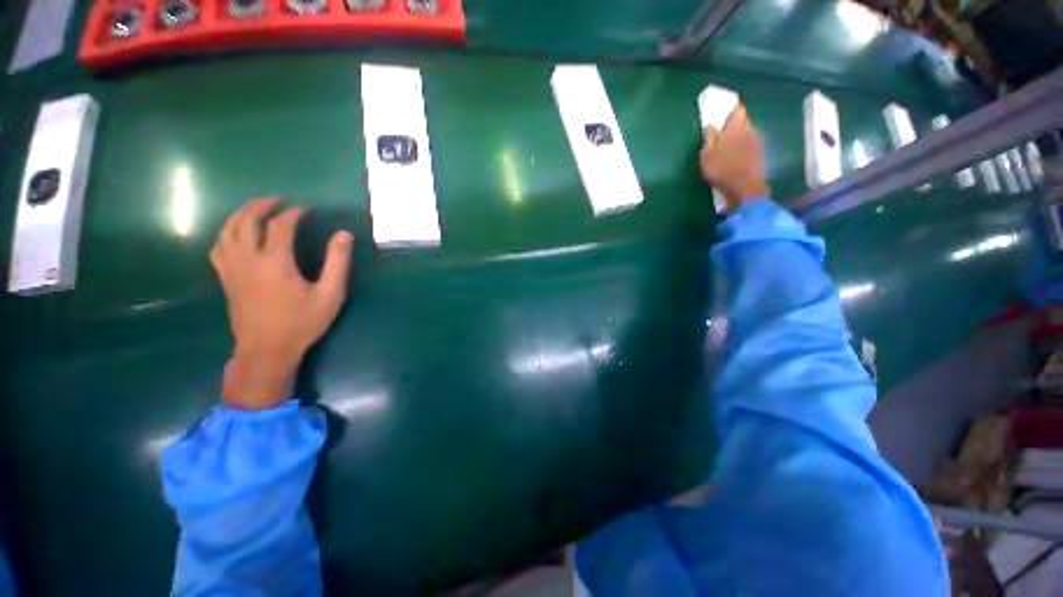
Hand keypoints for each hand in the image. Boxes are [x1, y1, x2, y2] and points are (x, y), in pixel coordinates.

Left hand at [210, 198, 353, 409]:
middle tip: (275, 200)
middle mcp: (248, 259)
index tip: (304, 209)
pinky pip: (218, 248)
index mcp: (275, 262)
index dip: (292, 214)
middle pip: (246, 222)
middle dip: (260, 206)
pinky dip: (226, 234)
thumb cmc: (302, 322)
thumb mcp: (330, 294)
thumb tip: (343, 235)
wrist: (267, 350)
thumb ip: (338, 262)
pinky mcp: (226, 279)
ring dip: (240, 215)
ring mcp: (232, 269)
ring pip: (227, 232)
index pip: (280, 226)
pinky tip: (234, 235)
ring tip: (253, 209)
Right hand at [700, 104, 769, 212]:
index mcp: (737, 127)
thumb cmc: (723, 170)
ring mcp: (757, 143)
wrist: (745, 189)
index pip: (737, 109)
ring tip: (725, 146)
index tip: (721, 113)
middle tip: (720, 131)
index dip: (729, 109)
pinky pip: (749, 145)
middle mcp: (750, 130)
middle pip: (742, 121)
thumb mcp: (707, 155)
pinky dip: (741, 147)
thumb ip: (709, 138)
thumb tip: (710, 125)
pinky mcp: (759, 155)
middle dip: (732, 124)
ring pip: (746, 133)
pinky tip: (733, 156)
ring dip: (737, 137)